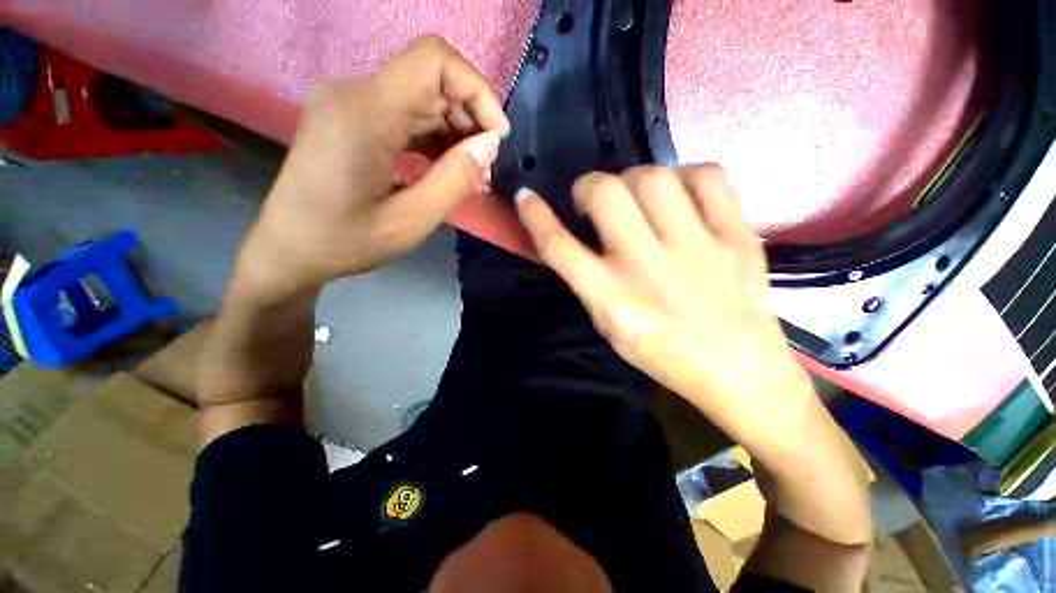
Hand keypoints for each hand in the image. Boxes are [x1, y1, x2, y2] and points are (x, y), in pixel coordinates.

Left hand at [236, 35, 509, 297]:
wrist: (288, 249)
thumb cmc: (343, 241)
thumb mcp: (408, 222)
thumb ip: (454, 181)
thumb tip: (490, 145)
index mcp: (364, 113)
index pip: (433, 61)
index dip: (476, 90)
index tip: (497, 136)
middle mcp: (354, 93)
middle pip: (431, 80)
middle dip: (471, 120)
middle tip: (485, 169)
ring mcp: (350, 103)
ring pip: (422, 98)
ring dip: (456, 132)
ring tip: (471, 175)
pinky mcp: (351, 118)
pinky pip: (406, 114)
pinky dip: (435, 137)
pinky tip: (447, 167)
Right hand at [515, 166, 818, 453]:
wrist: (741, 372)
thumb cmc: (663, 355)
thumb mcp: (610, 326)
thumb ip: (589, 282)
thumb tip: (576, 237)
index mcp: (612, 298)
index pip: (559, 247)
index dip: (536, 216)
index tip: (526, 197)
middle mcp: (647, 267)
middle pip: (606, 194)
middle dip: (589, 185)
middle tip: (594, 198)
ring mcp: (697, 248)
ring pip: (653, 177)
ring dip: (633, 178)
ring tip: (637, 196)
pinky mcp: (737, 236)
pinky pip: (707, 177)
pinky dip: (685, 176)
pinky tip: (680, 194)